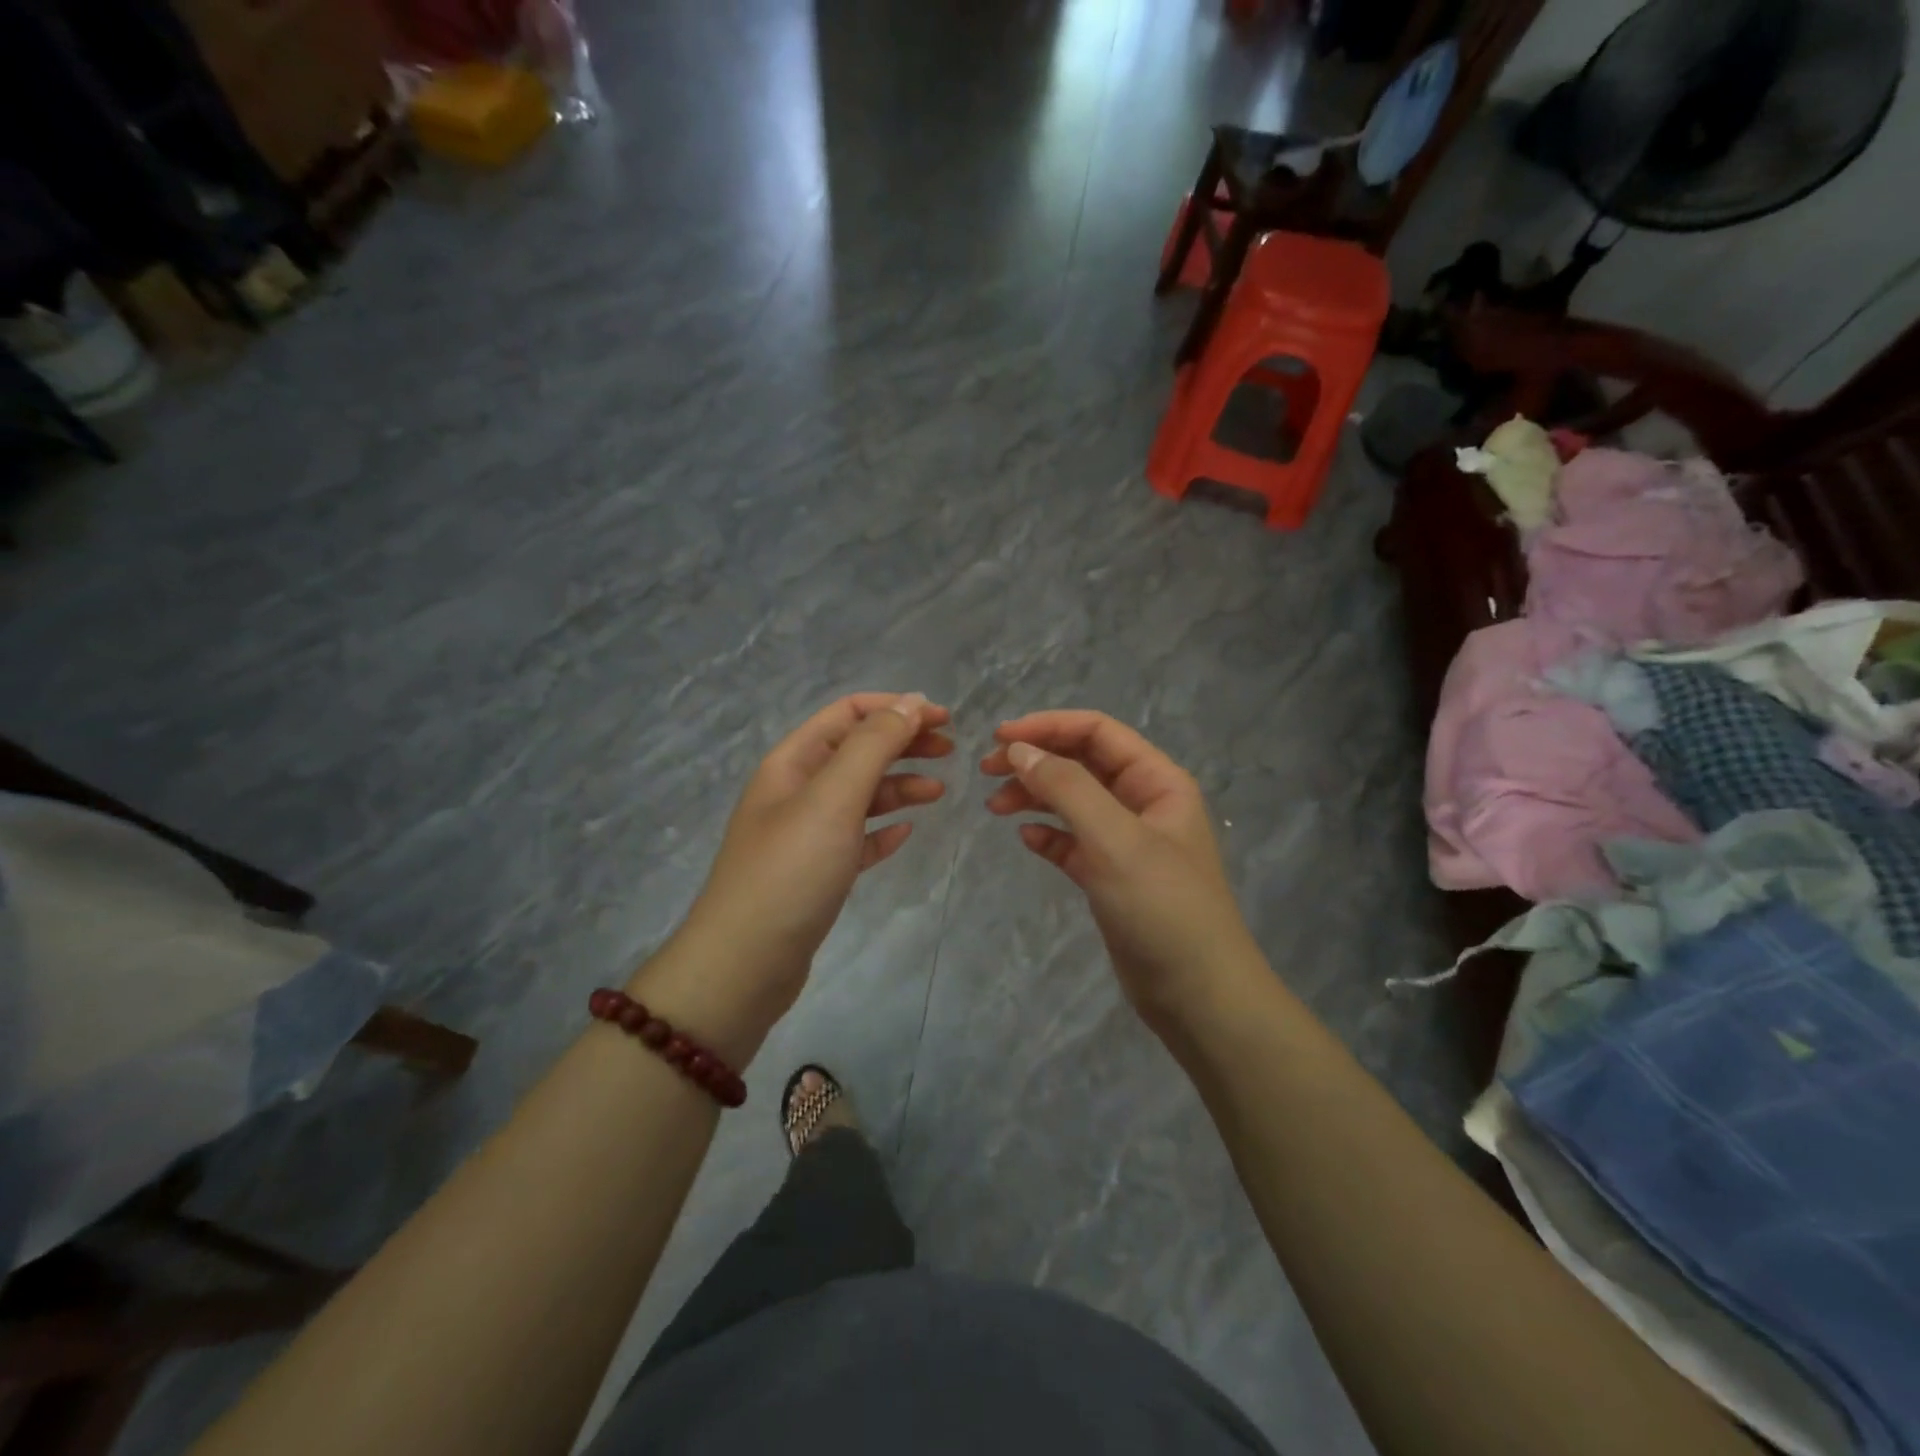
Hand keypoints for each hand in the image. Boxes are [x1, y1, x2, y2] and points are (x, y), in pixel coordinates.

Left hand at [680, 693, 951, 1014]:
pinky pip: (856, 839)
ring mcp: (805, 834)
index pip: (847, 713)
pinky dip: (882, 830)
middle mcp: (797, 790)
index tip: (942, 719)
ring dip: (899, 786)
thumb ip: (873, 746)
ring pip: (860, 795)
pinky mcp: (816, 873)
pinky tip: (905, 833)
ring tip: (939, 794)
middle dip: (903, 744)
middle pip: (857, 751)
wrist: (744, 965)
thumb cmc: (791, 871)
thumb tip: (911, 701)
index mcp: (793, 762)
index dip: (895, 708)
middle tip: (950, 752)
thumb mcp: (834, 798)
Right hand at [982, 711, 1262, 1029]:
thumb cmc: (1162, 908)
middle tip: (987, 771)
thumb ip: (1067, 788)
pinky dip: (1048, 836)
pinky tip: (1026, 840)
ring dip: (1035, 796)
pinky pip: (1073, 842)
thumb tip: (1019, 749)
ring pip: (1073, 801)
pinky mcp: (1111, 876)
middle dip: (1036, 760)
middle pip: (1082, 762)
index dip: (1047, 727)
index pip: (1097, 732)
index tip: (998, 738)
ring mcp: (1127, 841)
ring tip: (995, 808)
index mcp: (1157, 781)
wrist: (1198, 995)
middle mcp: (1143, 802)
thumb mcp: (1114, 840)